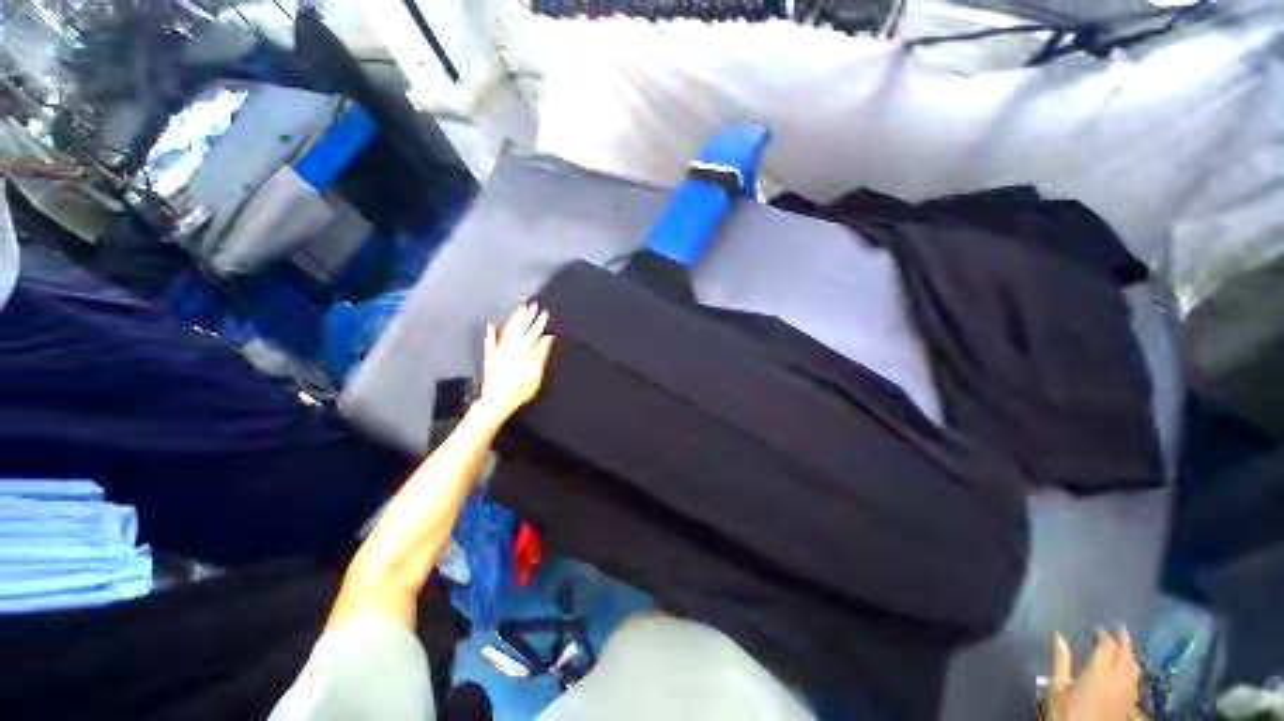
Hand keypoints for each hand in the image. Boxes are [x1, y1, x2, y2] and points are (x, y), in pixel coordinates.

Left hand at [477, 302, 554, 420]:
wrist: (497, 400)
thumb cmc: (520, 388)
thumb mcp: (536, 372)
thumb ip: (542, 353)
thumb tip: (548, 337)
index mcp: (524, 349)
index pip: (534, 332)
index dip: (540, 322)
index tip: (545, 313)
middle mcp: (510, 346)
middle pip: (520, 327)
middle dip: (526, 315)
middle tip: (532, 304)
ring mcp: (500, 350)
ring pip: (507, 330)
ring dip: (513, 319)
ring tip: (519, 310)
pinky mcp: (492, 356)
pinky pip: (493, 340)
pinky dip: (493, 332)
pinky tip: (492, 325)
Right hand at [1045, 631, 1144, 720]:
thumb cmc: (1065, 711)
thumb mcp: (1057, 687)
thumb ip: (1061, 661)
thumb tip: (1059, 636)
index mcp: (1098, 672)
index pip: (1106, 647)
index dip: (1103, 635)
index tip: (1096, 630)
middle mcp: (1116, 679)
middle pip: (1125, 655)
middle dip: (1123, 641)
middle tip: (1120, 629)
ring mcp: (1125, 693)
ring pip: (1134, 668)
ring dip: (1131, 655)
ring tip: (1126, 647)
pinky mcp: (1128, 704)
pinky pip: (1136, 682)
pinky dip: (1134, 671)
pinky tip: (1131, 672)